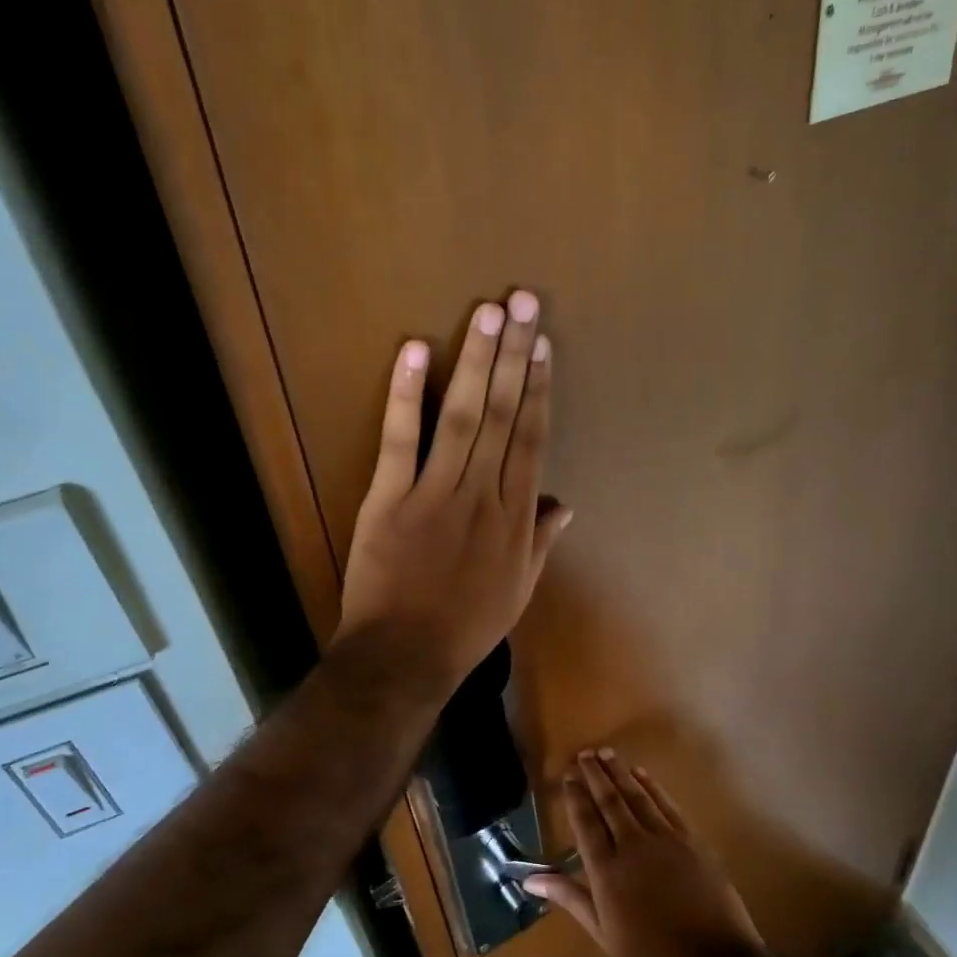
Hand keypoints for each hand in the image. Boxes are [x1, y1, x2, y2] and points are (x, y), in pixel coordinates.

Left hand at [336, 290, 570, 697]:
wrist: (406, 655)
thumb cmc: (466, 626)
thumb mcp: (519, 590)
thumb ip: (542, 542)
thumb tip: (567, 505)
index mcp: (516, 517)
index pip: (531, 439)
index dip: (537, 389)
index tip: (542, 345)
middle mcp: (483, 495)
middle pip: (502, 415)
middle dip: (513, 355)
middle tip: (521, 301)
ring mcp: (435, 493)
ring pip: (462, 418)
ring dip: (476, 363)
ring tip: (488, 314)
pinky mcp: (389, 498)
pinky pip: (400, 441)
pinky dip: (405, 395)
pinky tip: (415, 351)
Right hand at [525, 749, 764, 956]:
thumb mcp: (604, 934)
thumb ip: (570, 898)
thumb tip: (530, 879)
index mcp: (606, 871)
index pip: (586, 823)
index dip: (576, 797)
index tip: (568, 776)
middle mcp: (632, 846)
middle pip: (609, 802)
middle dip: (595, 776)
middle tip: (584, 754)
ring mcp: (665, 840)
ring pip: (637, 797)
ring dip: (620, 773)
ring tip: (606, 753)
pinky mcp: (691, 840)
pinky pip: (666, 805)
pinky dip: (652, 787)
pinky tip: (642, 774)